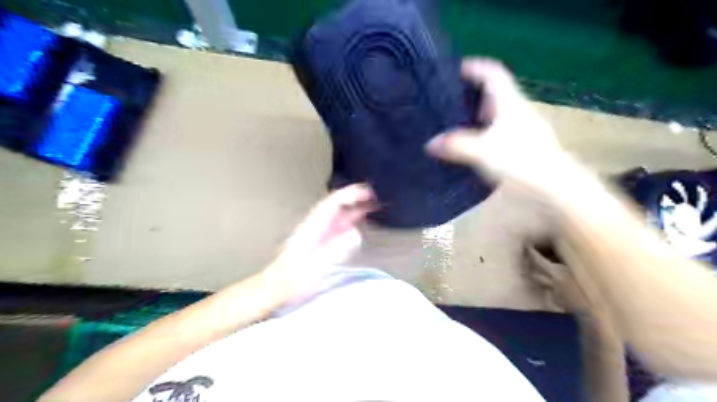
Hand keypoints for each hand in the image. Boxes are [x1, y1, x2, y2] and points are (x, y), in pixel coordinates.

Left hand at [263, 184, 374, 299]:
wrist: (275, 288)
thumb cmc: (292, 280)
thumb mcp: (315, 267)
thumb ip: (335, 250)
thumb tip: (356, 233)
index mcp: (313, 227)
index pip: (332, 204)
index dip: (349, 195)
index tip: (366, 192)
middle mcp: (316, 226)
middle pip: (336, 206)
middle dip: (354, 198)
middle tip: (374, 196)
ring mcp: (317, 234)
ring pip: (337, 216)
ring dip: (353, 209)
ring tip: (371, 206)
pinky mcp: (319, 243)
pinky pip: (336, 228)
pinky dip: (349, 222)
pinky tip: (357, 224)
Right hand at [424, 58, 565, 186]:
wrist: (554, 185)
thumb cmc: (520, 160)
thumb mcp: (482, 152)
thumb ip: (455, 146)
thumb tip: (430, 144)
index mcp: (509, 102)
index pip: (492, 73)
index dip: (475, 66)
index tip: (454, 69)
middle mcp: (517, 110)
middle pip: (493, 92)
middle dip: (471, 92)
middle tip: (447, 99)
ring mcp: (522, 127)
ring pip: (496, 112)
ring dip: (476, 113)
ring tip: (453, 122)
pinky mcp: (523, 144)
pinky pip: (498, 129)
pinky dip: (483, 130)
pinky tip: (472, 144)